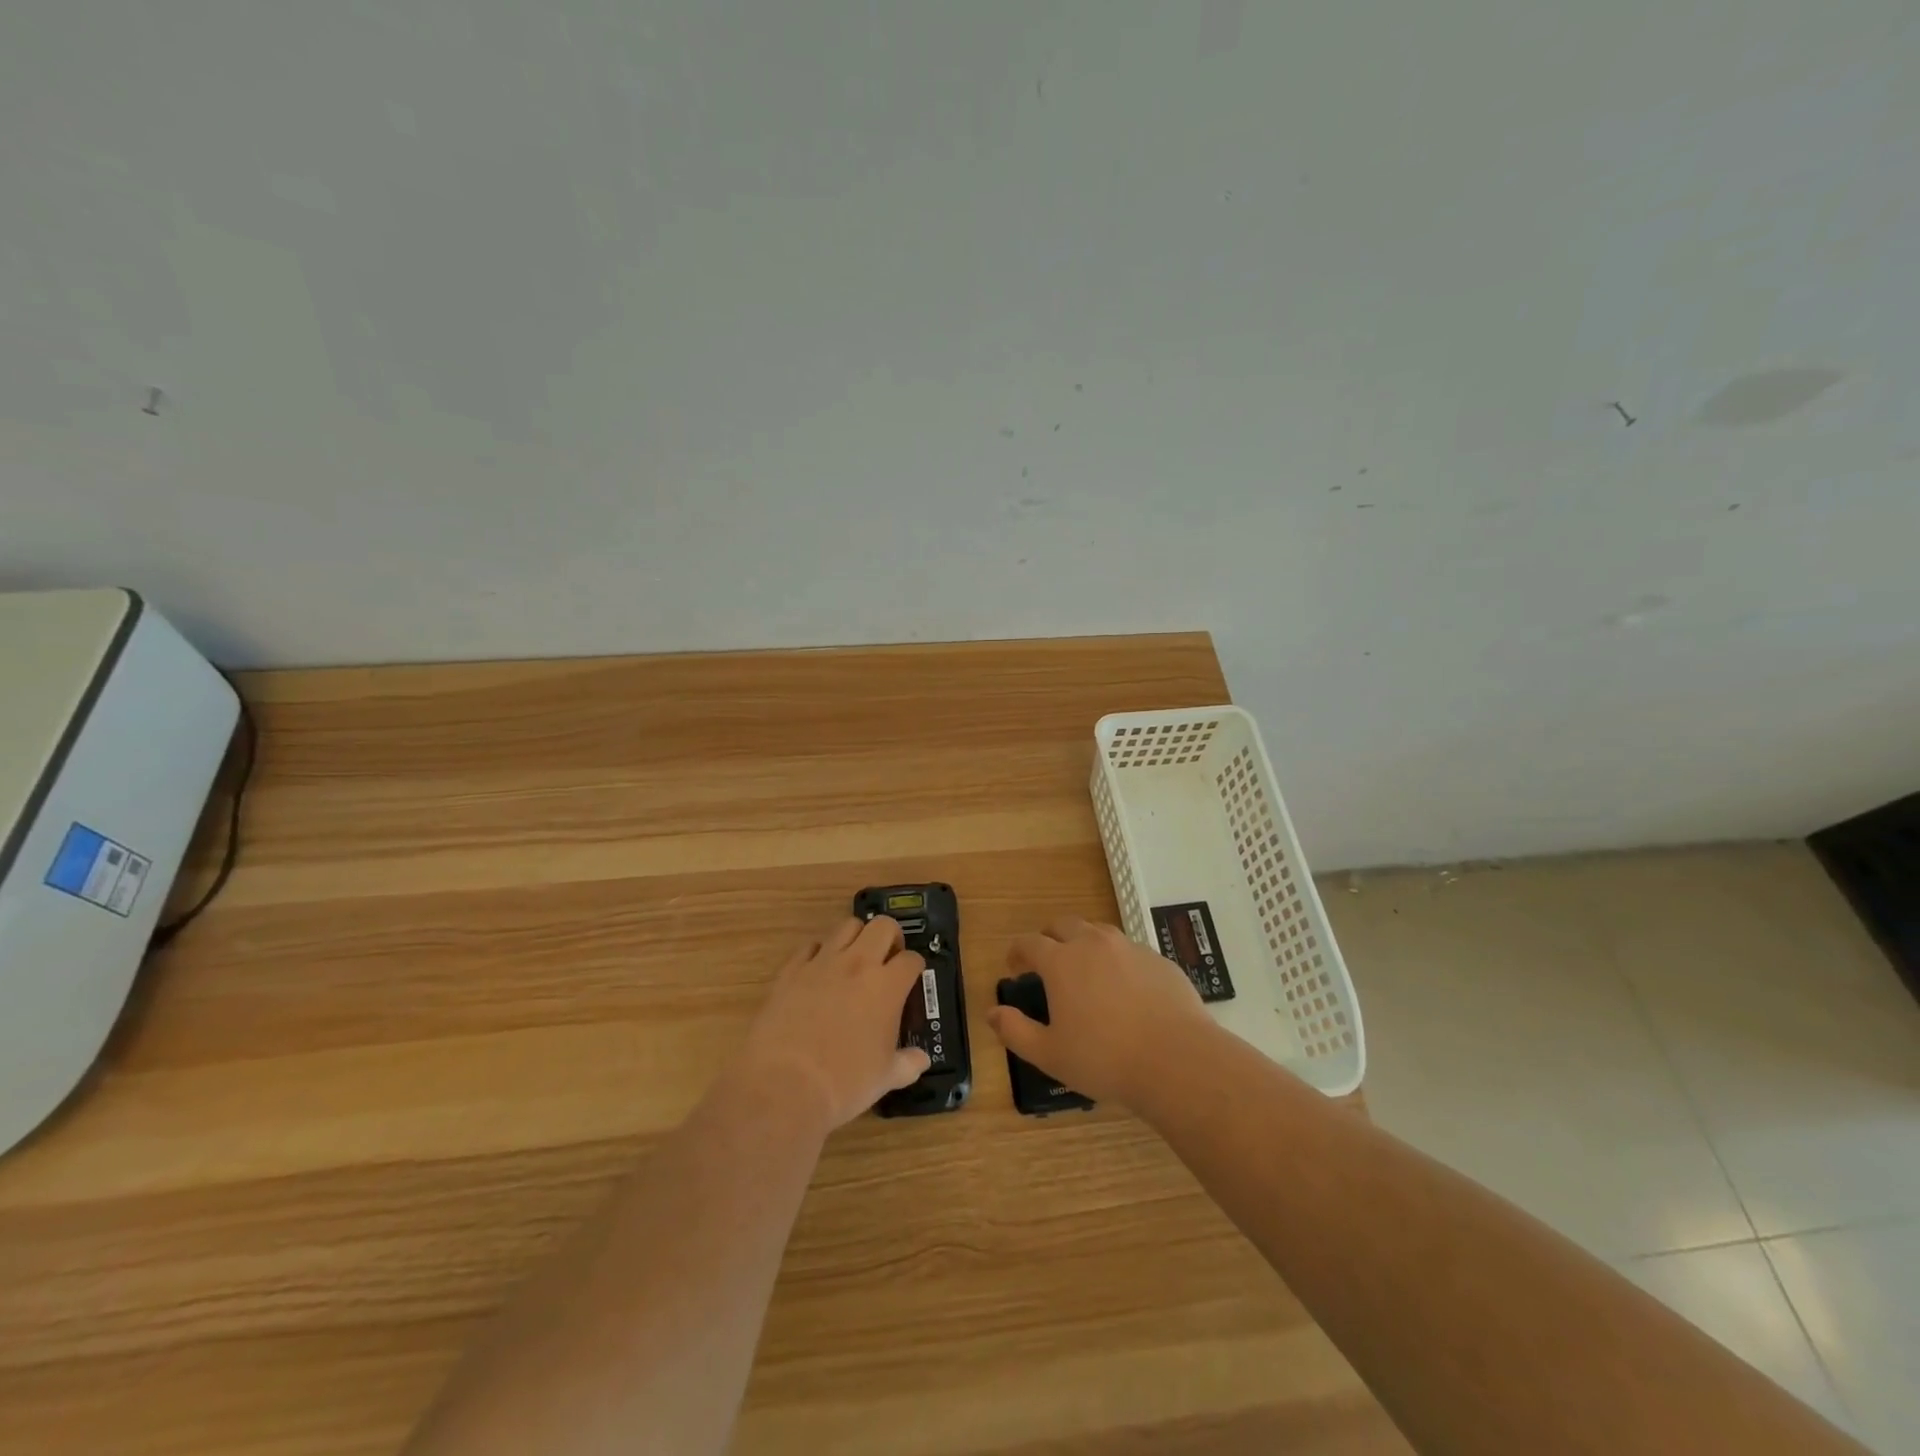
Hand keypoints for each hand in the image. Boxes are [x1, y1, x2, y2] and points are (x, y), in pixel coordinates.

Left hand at [734, 916, 930, 1129]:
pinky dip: (819, 953)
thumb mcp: (885, 1078)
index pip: (911, 959)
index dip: (915, 967)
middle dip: (891, 936)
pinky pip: (810, 947)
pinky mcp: (791, 970)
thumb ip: (907, 1064)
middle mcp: (857, 964)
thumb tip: (922, 1060)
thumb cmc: (844, 1084)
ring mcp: (822, 963)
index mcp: (887, 986)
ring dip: (857, 937)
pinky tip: (819, 972)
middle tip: (888, 957)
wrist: (783, 1085)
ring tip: (855, 958)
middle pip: (882, 925)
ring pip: (846, 926)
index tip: (911, 978)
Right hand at [986, 917, 1212, 1106]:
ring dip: (1083, 942)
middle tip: (1046, 959)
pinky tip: (1123, 987)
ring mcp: (1129, 948)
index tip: (1014, 965)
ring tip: (1084, 969)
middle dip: (1048, 937)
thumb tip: (992, 1013)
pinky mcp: (1158, 960)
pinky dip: (1116, 959)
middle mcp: (1093, 944)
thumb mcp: (1049, 1054)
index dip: (1017, 951)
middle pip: (1063, 925)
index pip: (1029, 942)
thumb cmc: (1104, 1059)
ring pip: (1098, 932)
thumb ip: (1015, 1031)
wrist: (1176, 1060)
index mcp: (1061, 962)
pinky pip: (1129, 950)